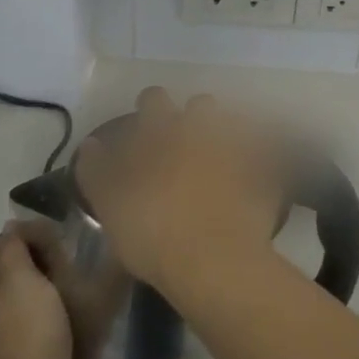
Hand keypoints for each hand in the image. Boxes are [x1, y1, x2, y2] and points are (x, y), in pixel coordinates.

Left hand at [0, 224, 72, 358]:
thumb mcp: (19, 275)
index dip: (34, 233)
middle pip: (22, 266)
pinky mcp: (29, 347)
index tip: (62, 237)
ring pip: (34, 291)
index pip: (9, 241)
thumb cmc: (29, 325)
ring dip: (54, 283)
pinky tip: (75, 313)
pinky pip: (44, 315)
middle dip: (47, 259)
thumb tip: (14, 227)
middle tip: (73, 261)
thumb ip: (14, 247)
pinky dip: (58, 308)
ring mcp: (10, 327)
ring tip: (80, 284)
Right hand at [77, 88, 285, 298]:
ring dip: (226, 137)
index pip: (154, 98)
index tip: (145, 126)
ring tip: (219, 164)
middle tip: (184, 147)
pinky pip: (265, 156)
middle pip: (201, 104)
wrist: (215, 260)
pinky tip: (249, 183)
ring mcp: (239, 146)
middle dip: (194, 118)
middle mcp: (203, 128)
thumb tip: (91, 143)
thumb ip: (96, 170)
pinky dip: (257, 163)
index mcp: (163, 130)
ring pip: (235, 125)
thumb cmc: (152, 232)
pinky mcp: (267, 170)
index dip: (149, 108)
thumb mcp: (109, 205)